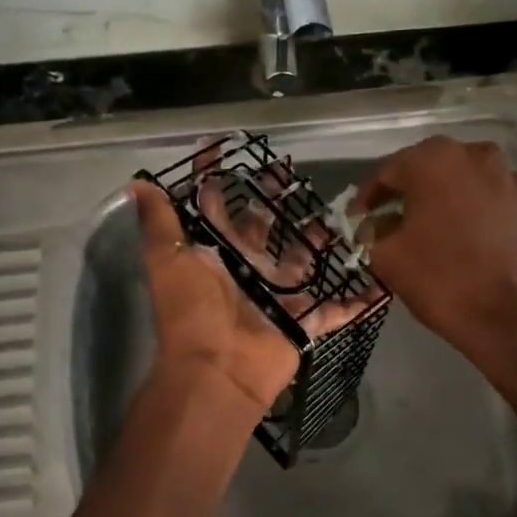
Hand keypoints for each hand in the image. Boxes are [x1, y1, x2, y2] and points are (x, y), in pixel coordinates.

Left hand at [130, 176, 371, 412]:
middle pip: (263, 229)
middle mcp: (246, 269)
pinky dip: (357, 302)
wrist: (218, 370)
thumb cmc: (193, 309)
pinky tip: (379, 283)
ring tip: (337, 215)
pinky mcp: (303, 321)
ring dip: (316, 242)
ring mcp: (277, 296)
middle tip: (290, 174)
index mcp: (216, 252)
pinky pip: (335, 310)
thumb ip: (160, 222)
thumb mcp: (169, 260)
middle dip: (274, 202)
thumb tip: (137, 183)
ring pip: (301, 262)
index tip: (224, 147)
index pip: (215, 206)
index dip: (215, 178)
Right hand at [352, 137, 516, 365]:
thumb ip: (370, 230)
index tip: (357, 220)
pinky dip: (464, 209)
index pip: (387, 172)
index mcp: (433, 159)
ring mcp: (504, 174)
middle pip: (424, 170)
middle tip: (385, 222)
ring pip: (456, 181)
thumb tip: (372, 224)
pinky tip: (454, 235)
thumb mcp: (386, 255)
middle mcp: (472, 153)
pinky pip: (481, 197)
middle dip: (403, 194)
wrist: (510, 314)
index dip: (367, 198)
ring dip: (436, 200)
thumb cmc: (440, 277)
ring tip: (421, 229)